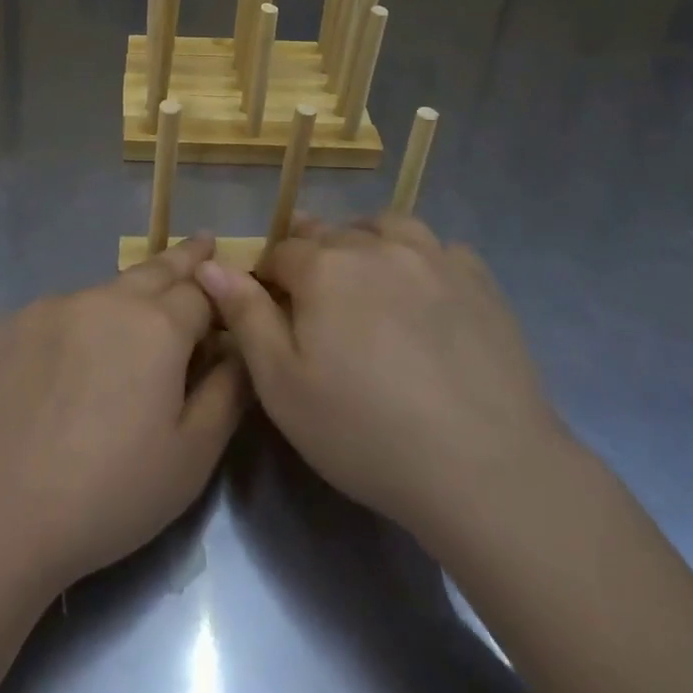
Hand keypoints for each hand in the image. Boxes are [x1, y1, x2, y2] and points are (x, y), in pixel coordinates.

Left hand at [0, 235, 247, 591]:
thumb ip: (227, 395)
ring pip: (102, 292)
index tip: (228, 289)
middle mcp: (106, 299)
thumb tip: (240, 351)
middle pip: (155, 270)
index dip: (218, 295)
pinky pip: (56, 315)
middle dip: (183, 258)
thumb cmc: (106, 495)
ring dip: (125, 299)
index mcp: (157, 326)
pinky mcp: (8, 325)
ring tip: (131, 322)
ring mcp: (51, 306)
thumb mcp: (190, 459)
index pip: (201, 291)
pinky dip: (74, 326)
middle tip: (202, 244)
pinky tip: (65, 365)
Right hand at [195, 215, 569, 544]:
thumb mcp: (283, 385)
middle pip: (331, 233)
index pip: (281, 251)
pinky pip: (439, 248)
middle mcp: (375, 244)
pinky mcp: (477, 278)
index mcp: (324, 267)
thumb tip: (209, 263)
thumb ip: (245, 315)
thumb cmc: (366, 432)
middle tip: (321, 307)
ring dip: (367, 242)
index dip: (270, 277)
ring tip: (368, 281)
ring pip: (385, 226)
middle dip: (314, 258)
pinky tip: (426, 294)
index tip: (274, 311)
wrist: (483, 467)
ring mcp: (432, 256)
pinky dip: (422, 260)